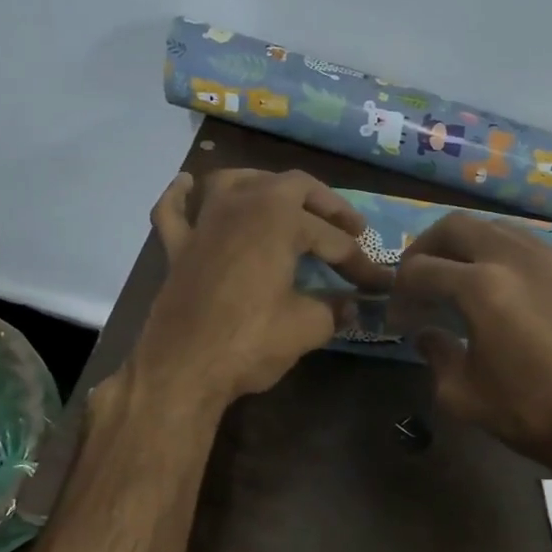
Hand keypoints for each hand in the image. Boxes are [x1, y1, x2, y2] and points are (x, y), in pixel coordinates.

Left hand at [132, 168, 392, 411]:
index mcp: (279, 218)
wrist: (183, 369)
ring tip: (283, 199)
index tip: (377, 284)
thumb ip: (333, 309)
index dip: (360, 263)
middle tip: (350, 228)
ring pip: (233, 182)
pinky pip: (174, 210)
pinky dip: (182, 196)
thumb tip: (351, 307)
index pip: (332, 238)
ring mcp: (203, 224)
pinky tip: (187, 185)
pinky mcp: (177, 249)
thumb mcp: (307, 327)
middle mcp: (241, 205)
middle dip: (326, 205)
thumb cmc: (251, 341)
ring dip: (263, 184)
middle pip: (291, 186)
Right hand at [390, 212, 551, 478]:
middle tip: (419, 281)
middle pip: (454, 226)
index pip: (420, 270)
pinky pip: (529, 244)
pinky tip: (505, 289)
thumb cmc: (532, 413)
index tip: (398, 317)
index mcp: (481, 288)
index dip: (399, 292)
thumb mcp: (464, 396)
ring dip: (466, 247)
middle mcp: (515, 258)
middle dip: (426, 249)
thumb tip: (427, 334)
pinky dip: (503, 256)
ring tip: (459, 280)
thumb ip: (436, 355)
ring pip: (494, 228)